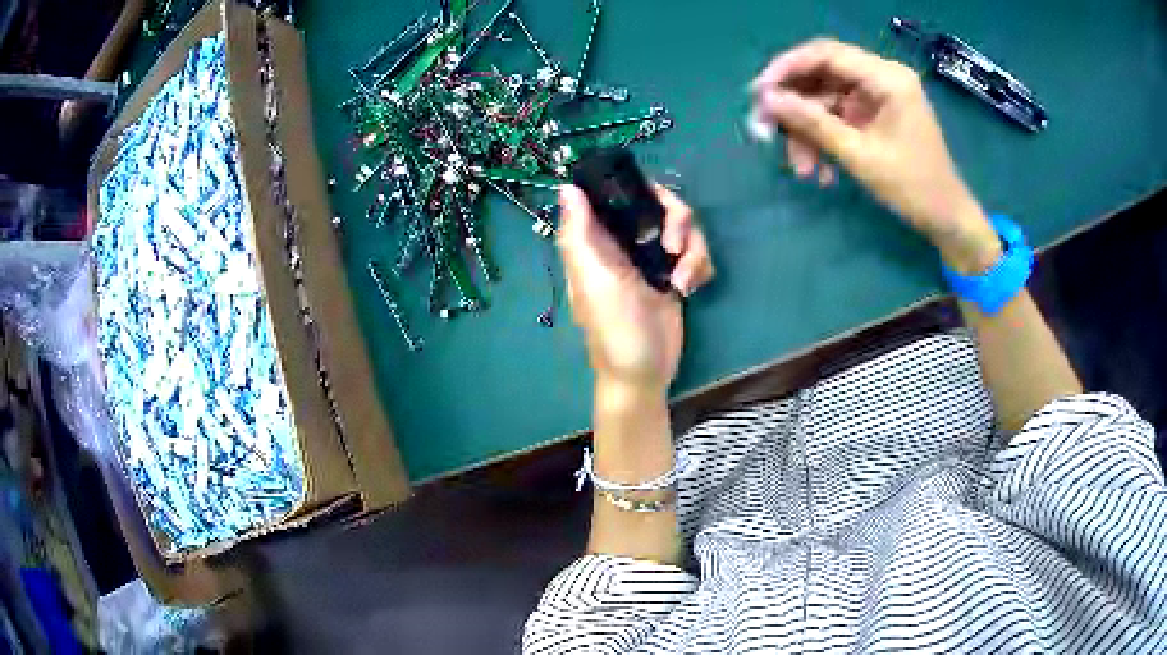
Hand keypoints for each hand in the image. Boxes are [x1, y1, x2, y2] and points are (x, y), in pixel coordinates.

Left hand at [557, 184, 713, 393]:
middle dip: (676, 219)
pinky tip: (689, 288)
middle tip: (673, 245)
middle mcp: (626, 242)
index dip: (637, 187)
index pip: (617, 194)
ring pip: (683, 227)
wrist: (645, 372)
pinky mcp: (676, 273)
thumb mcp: (592, 280)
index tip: (653, 198)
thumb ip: (578, 233)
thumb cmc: (613, 327)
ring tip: (682, 280)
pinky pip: (696, 252)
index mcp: (599, 239)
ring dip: (692, 250)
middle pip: (660, 204)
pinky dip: (699, 266)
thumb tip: (566, 186)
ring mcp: (654, 257)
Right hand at [749, 39, 1000, 272]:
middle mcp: (882, 77)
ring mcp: (878, 96)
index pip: (826, 54)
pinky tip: (820, 171)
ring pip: (826, 100)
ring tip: (800, 167)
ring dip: (808, 131)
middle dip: (794, 105)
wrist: (946, 218)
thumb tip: (767, 101)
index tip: (759, 93)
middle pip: (822, 76)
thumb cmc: (913, 187)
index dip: (787, 68)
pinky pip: (839, 117)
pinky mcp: (876, 114)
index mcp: (887, 78)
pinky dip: (825, 139)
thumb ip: (813, 123)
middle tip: (766, 130)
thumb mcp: (860, 156)